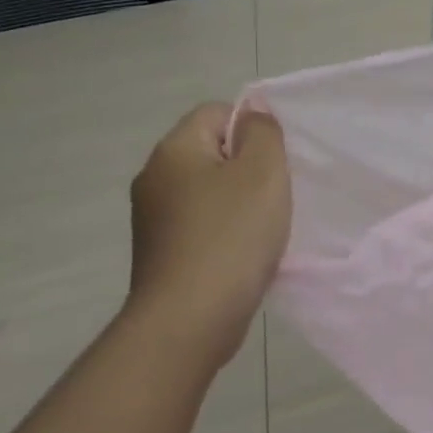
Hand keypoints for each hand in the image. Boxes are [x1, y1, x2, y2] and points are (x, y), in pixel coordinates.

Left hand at [123, 101, 292, 365]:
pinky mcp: (162, 253)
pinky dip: (228, 232)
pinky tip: (246, 253)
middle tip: (278, 193)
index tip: (278, 162)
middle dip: (250, 168)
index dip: (252, 128)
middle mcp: (154, 178)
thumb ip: (262, 133)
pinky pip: (203, 225)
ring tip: (266, 227)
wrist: (189, 320)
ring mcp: (154, 219)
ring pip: (210, 191)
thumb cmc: (232, 236)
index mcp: (173, 151)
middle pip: (212, 152)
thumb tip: (252, 117)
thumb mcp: (263, 171)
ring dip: (241, 203)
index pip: (216, 112)